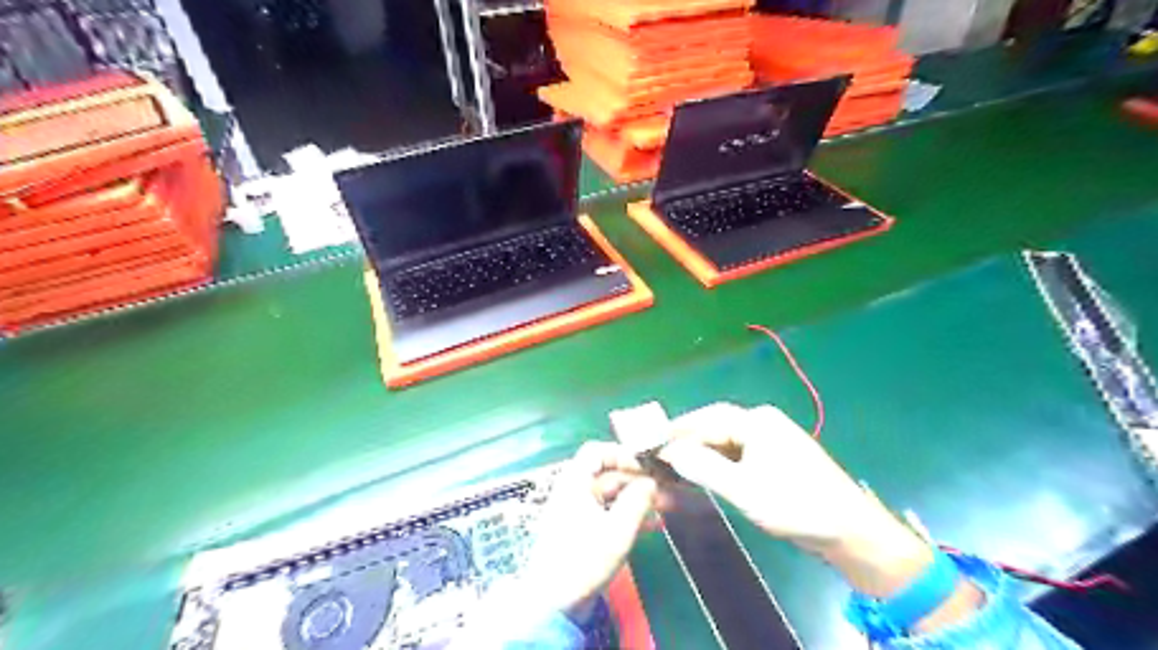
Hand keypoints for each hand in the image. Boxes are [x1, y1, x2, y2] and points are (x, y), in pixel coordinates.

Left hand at [520, 443, 655, 620]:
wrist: (554, 603)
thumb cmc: (584, 560)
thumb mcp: (618, 530)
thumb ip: (637, 501)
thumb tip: (651, 482)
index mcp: (574, 483)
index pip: (596, 452)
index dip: (621, 454)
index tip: (645, 467)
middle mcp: (573, 492)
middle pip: (607, 474)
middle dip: (636, 481)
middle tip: (663, 491)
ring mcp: (577, 512)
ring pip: (611, 495)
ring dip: (636, 499)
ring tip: (663, 509)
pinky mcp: (582, 531)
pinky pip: (608, 513)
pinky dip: (628, 515)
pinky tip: (651, 526)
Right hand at [660, 405, 929, 599]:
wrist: (850, 531)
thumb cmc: (796, 505)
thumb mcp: (744, 489)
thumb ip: (704, 468)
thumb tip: (671, 452)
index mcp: (757, 421)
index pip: (706, 419)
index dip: (677, 431)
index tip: (651, 445)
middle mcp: (762, 423)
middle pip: (714, 427)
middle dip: (686, 442)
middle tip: (659, 458)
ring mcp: (771, 440)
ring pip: (724, 443)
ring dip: (700, 454)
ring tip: (674, 469)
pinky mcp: (775, 459)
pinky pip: (737, 455)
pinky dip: (717, 465)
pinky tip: (703, 476)